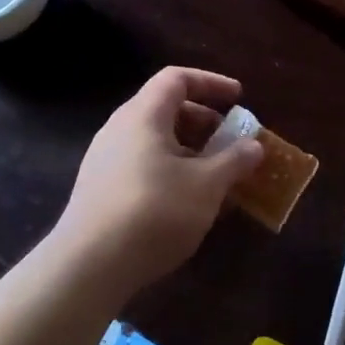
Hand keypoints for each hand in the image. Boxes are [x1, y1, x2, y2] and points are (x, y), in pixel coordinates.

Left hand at [50, 67, 263, 297]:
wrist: (90, 265)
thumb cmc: (155, 210)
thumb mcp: (207, 185)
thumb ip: (234, 160)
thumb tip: (254, 146)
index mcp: (143, 116)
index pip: (177, 79)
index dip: (211, 83)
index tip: (239, 99)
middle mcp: (119, 130)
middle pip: (166, 110)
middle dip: (205, 123)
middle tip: (232, 143)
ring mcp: (106, 161)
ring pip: (155, 142)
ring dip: (191, 152)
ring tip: (217, 177)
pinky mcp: (101, 190)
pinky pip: (144, 166)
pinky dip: (172, 172)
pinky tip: (189, 203)